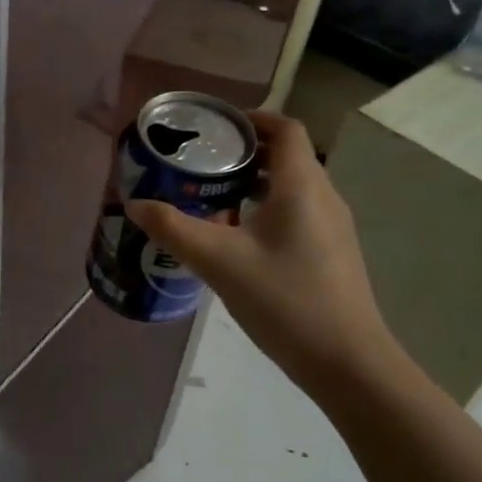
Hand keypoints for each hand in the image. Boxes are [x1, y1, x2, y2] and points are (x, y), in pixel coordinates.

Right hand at [126, 111, 392, 390]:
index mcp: (301, 186)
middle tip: (200, 163)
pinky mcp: (331, 253)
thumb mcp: (219, 262)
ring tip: (210, 197)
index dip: (251, 119)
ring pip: (290, 188)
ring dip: (253, 184)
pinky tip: (236, 240)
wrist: (347, 362)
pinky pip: (296, 214)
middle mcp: (323, 197)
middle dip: (244, 153)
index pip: (285, 129)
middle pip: (286, 156)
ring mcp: (332, 227)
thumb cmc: (284, 300)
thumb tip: (135, 205)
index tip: (214, 127)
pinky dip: (265, 210)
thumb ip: (174, 229)